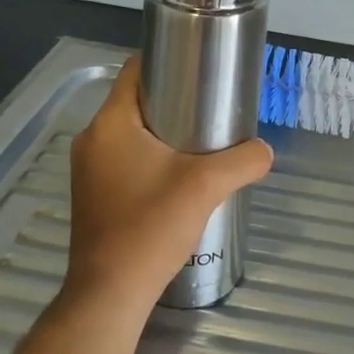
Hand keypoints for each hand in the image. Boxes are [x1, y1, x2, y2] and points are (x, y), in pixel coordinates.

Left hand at [65, 57, 273, 306]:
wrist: (111, 293)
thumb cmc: (150, 227)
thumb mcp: (207, 186)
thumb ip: (244, 160)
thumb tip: (265, 150)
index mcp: (110, 123)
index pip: (136, 69)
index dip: (169, 60)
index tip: (202, 69)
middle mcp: (92, 139)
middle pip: (136, 100)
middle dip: (174, 98)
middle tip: (212, 107)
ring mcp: (89, 169)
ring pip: (132, 132)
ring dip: (164, 131)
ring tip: (203, 141)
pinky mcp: (93, 193)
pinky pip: (125, 158)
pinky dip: (151, 156)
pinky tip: (179, 176)